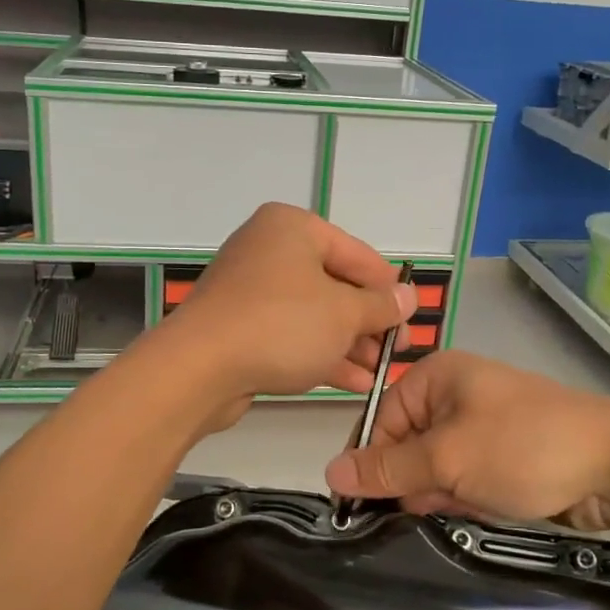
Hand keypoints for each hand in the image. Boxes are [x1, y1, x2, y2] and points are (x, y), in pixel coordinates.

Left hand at [153, 204, 415, 421]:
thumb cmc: (280, 325)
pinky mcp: (239, 325)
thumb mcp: (343, 314)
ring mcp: (250, 289)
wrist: (198, 368)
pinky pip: (290, 334)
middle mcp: (269, 249)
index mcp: (293, 228)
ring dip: (348, 343)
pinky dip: (320, 353)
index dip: (388, 289)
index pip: (357, 255)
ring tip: (379, 372)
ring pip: (313, 313)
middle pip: (334, 284)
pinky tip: (353, 381)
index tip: (412, 320)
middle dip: (368, 322)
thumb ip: (381, 305)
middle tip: (396, 351)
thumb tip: (409, 296)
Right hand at [323, 351, 609, 524]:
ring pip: (434, 465)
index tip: (358, 506)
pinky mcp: (501, 454)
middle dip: (407, 480)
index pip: (380, 419)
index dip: (368, 461)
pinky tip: (477, 506)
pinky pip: (463, 475)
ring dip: (437, 491)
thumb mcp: (447, 458)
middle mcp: (454, 394)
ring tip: (457, 505)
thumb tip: (330, 474)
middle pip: (405, 443)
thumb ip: (388, 469)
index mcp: (436, 377)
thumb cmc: (522, 447)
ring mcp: (481, 425)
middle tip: (415, 509)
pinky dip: (462, 494)